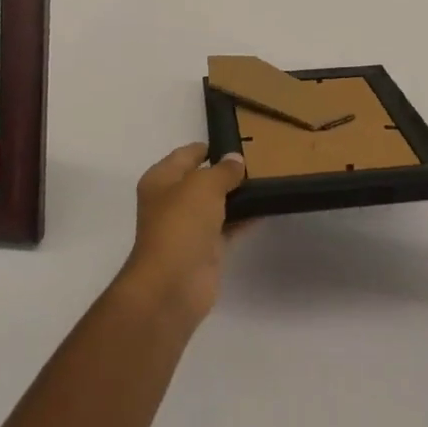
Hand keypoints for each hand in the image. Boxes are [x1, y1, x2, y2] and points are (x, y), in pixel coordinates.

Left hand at [117, 144, 249, 325]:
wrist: (173, 284)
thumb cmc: (181, 224)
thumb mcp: (204, 186)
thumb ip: (223, 170)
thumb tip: (235, 160)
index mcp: (161, 180)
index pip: (186, 155)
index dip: (209, 147)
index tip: (237, 142)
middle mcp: (171, 202)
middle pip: (201, 180)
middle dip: (225, 172)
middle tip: (258, 161)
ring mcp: (188, 228)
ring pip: (216, 204)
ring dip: (237, 196)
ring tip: (266, 180)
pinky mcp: (205, 250)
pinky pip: (227, 227)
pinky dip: (244, 219)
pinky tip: (266, 208)